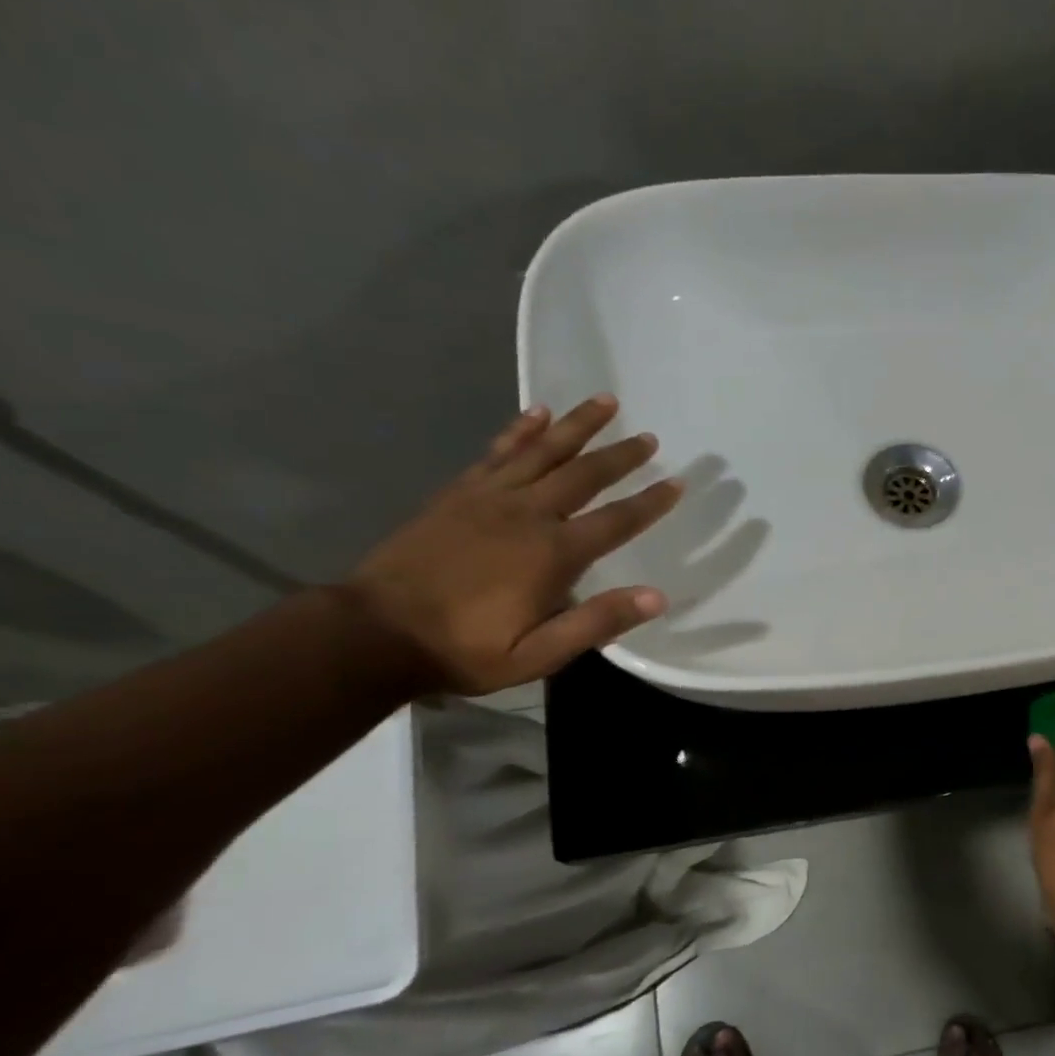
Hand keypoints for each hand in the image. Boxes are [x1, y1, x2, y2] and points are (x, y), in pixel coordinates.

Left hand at [345, 396, 682, 693]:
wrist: (377, 632)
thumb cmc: (467, 649)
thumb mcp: (539, 654)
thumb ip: (597, 622)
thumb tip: (657, 597)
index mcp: (553, 554)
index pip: (616, 521)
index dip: (650, 502)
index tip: (677, 482)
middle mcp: (527, 514)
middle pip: (584, 474)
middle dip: (621, 454)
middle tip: (649, 437)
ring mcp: (489, 497)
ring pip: (543, 450)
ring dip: (578, 425)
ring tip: (606, 401)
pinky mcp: (459, 493)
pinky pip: (498, 451)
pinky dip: (520, 429)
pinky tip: (537, 412)